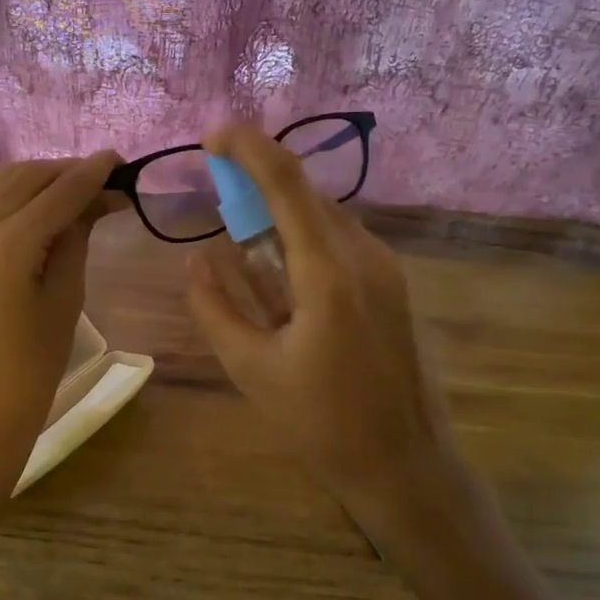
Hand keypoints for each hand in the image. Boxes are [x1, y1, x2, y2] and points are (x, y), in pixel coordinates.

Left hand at [0, 152, 122, 477]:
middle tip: (105, 178)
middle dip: (65, 172)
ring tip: (75, 188)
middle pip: (23, 179)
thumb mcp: (66, 299)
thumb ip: (77, 237)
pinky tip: (38, 205)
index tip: (120, 159)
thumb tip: (99, 198)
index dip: (91, 174)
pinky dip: (12, 196)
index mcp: (3, 248)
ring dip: (37, 179)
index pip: (56, 194)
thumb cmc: (35, 369)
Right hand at [185, 124, 495, 564]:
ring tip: (245, 243)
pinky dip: (303, 242)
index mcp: (329, 273)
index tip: (212, 133)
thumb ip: (214, 306)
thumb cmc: (321, 423)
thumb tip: (194, 259)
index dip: (248, 147)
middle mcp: (365, 256)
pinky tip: (283, 280)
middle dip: (258, 182)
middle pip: (306, 195)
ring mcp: (387, 269)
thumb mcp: (250, 368)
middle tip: (217, 193)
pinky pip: (340, 244)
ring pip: (324, 218)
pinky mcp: (393, 286)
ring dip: (281, 216)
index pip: (286, 183)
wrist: (405, 465)